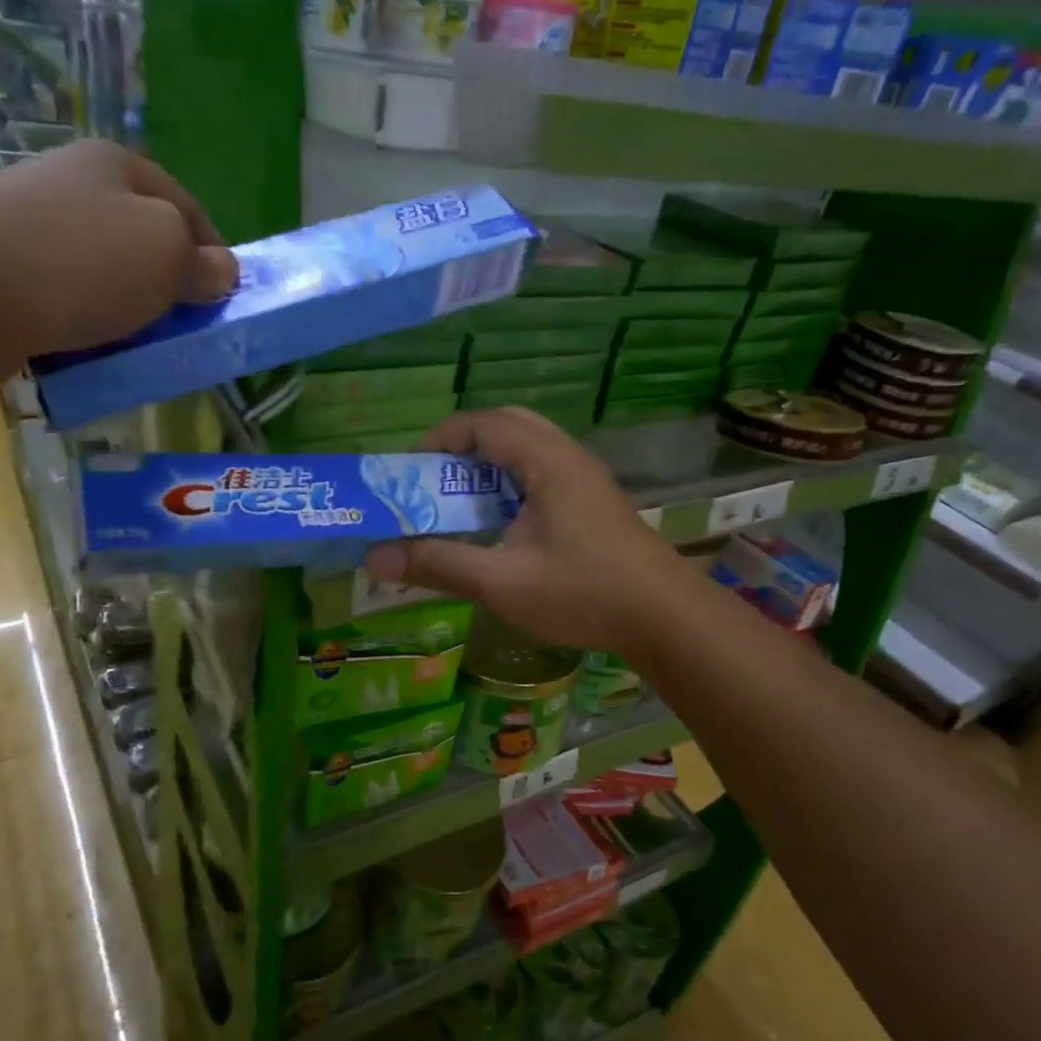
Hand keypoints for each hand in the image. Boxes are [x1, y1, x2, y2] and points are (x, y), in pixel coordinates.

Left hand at [0, 140, 237, 398]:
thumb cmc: (78, 264)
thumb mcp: (163, 255)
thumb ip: (202, 263)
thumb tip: (223, 272)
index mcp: (118, 166)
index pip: (189, 209)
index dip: (215, 256)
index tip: (225, 303)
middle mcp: (76, 185)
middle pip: (145, 241)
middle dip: (170, 287)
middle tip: (185, 330)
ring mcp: (36, 226)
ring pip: (108, 274)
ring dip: (130, 311)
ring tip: (141, 347)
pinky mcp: (8, 269)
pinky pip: (69, 299)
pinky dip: (89, 325)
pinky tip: (94, 350)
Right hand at [364, 409, 693, 658]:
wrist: (665, 618)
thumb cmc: (584, 593)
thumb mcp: (501, 582)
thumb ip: (438, 564)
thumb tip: (375, 557)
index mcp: (546, 461)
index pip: (483, 422)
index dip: (440, 439)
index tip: (409, 472)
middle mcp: (567, 457)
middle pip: (506, 425)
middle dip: (462, 448)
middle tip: (433, 481)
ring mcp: (584, 478)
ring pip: (526, 448)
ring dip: (487, 467)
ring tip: (460, 502)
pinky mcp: (592, 500)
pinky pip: (541, 471)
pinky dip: (509, 483)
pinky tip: (500, 524)